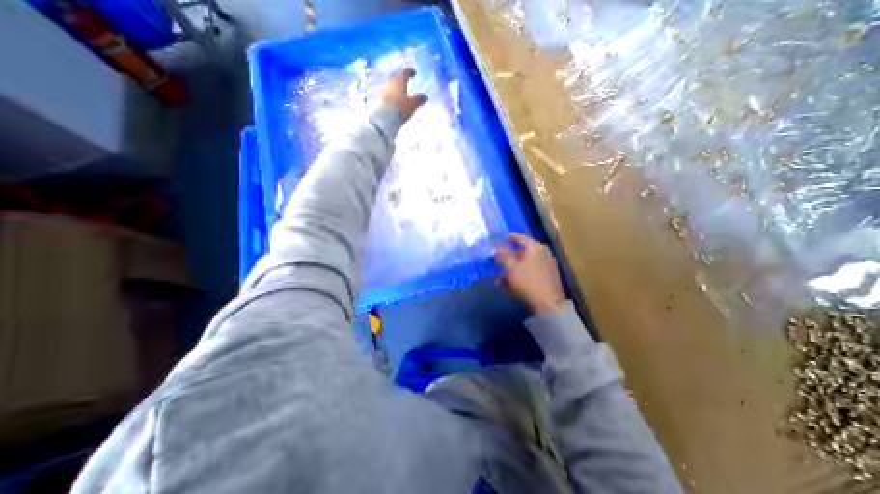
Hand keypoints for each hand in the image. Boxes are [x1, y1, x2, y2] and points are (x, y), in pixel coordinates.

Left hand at [381, 67, 429, 123]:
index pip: (404, 72)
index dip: (410, 71)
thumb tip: (425, 96)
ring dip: (396, 84)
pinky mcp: (381, 98)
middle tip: (406, 79)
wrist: (384, 119)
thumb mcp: (412, 105)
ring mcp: (384, 90)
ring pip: (391, 83)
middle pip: (396, 75)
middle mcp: (391, 82)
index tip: (414, 73)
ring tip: (402, 89)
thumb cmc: (400, 108)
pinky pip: (388, 91)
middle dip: (401, 76)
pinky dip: (393, 92)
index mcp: (399, 81)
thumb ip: (419, 99)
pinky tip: (396, 97)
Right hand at [494, 234, 562, 311]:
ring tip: (499, 279)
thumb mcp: (511, 268)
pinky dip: (519, 278)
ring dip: (511, 271)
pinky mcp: (547, 279)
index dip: (510, 237)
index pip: (521, 238)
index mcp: (535, 248)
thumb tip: (496, 248)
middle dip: (508, 258)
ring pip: (525, 265)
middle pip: (522, 253)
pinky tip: (508, 287)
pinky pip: (529, 274)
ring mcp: (546, 267)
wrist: (549, 304)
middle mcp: (543, 254)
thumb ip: (502, 256)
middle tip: (498, 261)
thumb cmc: (528, 281)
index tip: (502, 238)